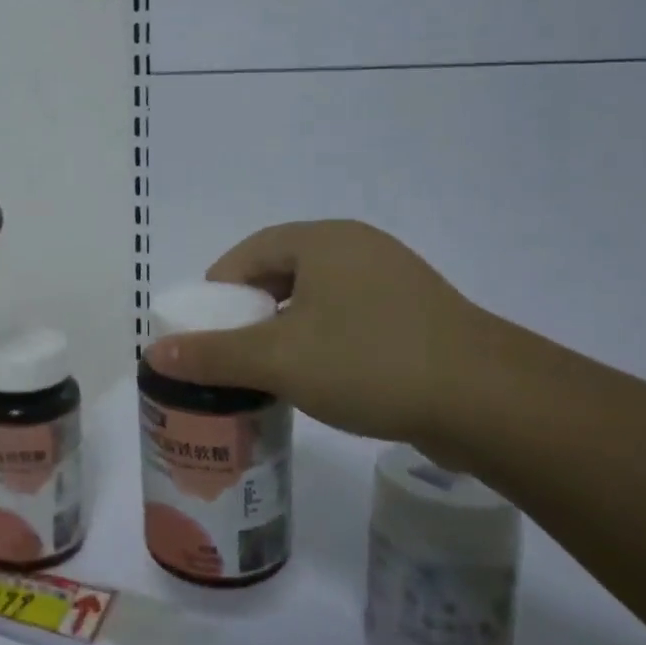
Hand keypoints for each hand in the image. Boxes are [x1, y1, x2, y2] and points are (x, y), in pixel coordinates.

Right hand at [142, 220, 491, 448]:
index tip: (203, 328)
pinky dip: (321, 341)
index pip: (249, 252)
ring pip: (316, 299)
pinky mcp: (415, 317)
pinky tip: (318, 379)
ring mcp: (392, 282)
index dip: (217, 288)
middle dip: (249, 312)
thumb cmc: (372, 362)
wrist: (491, 403)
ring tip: (267, 370)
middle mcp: (358, 249)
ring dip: (284, 329)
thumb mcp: (280, 359)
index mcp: (323, 241)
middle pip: (281, 273)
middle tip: (229, 352)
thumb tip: (154, 352)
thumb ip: (214, 354)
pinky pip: (348, 319)